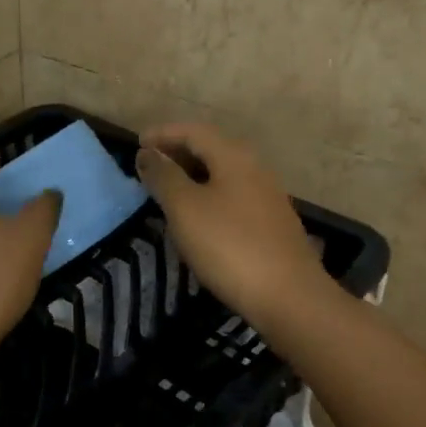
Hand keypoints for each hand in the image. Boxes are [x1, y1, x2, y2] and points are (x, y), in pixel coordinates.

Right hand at [135, 122, 333, 332]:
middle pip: (211, 148)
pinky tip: (197, 218)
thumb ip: (163, 177)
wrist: (288, 296)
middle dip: (178, 153)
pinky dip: (209, 196)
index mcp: (233, 156)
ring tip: (167, 192)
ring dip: (193, 176)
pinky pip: (233, 196)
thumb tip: (147, 153)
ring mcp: (267, 196)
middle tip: (149, 167)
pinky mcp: (271, 223)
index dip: (163, 134)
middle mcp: (254, 167)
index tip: (137, 144)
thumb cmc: (230, 245)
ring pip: (223, 173)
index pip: (193, 130)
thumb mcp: (185, 208)